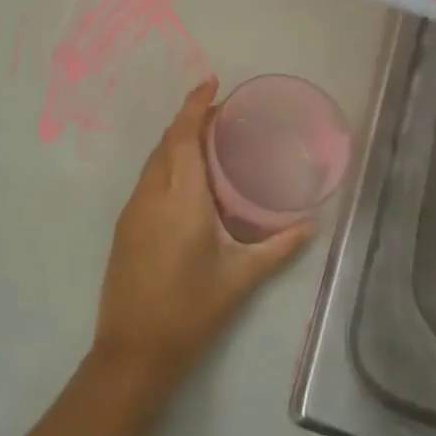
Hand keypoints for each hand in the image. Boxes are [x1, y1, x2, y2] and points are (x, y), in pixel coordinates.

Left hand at [91, 79, 312, 391]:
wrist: (133, 352)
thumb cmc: (191, 312)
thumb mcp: (240, 278)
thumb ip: (278, 247)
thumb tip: (311, 225)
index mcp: (181, 200)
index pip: (183, 137)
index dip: (195, 105)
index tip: (212, 82)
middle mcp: (152, 195)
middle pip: (167, 142)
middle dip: (190, 119)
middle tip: (223, 114)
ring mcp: (133, 211)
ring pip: (154, 160)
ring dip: (177, 141)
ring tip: (208, 140)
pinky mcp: (124, 227)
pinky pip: (148, 179)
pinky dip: (167, 163)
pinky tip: (187, 178)